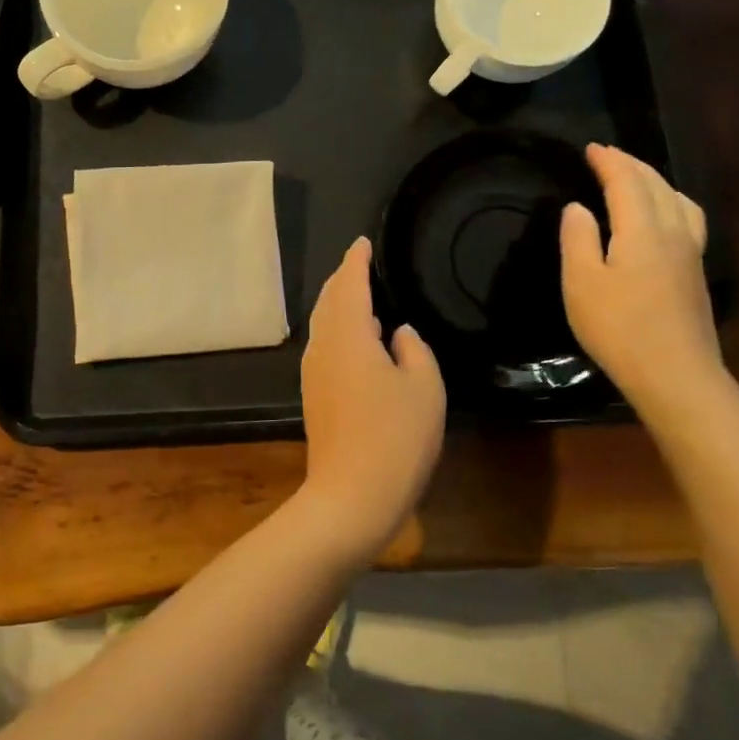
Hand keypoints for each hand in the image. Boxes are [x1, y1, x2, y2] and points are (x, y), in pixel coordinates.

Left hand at [298, 237, 445, 560]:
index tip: (362, 242)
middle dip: (343, 278)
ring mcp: (314, 371)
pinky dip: (337, 328)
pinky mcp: (314, 394)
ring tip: (359, 295)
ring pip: (323, 323)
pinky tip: (355, 339)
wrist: (351, 496)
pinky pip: (324, 344)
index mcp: (349, 334)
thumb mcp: (424, 388)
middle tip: (361, 264)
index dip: (357, 260)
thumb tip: (398, 333)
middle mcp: (324, 345)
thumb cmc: (395, 437)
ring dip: (338, 303)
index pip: (351, 284)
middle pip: (329, 299)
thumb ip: (414, 350)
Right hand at [560, 144, 720, 417]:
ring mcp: (690, 252)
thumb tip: (578, 207)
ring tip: (636, 177)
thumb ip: (578, 238)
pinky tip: (664, 215)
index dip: (608, 162)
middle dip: (631, 165)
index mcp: (642, 229)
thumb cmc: (618, 327)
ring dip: (655, 180)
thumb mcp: (582, 282)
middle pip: (656, 185)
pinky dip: (671, 201)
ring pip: (678, 200)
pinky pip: (686, 217)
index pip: (626, 182)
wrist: (675, 374)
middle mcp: (673, 232)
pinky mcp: (695, 272)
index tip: (590, 148)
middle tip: (608, 155)